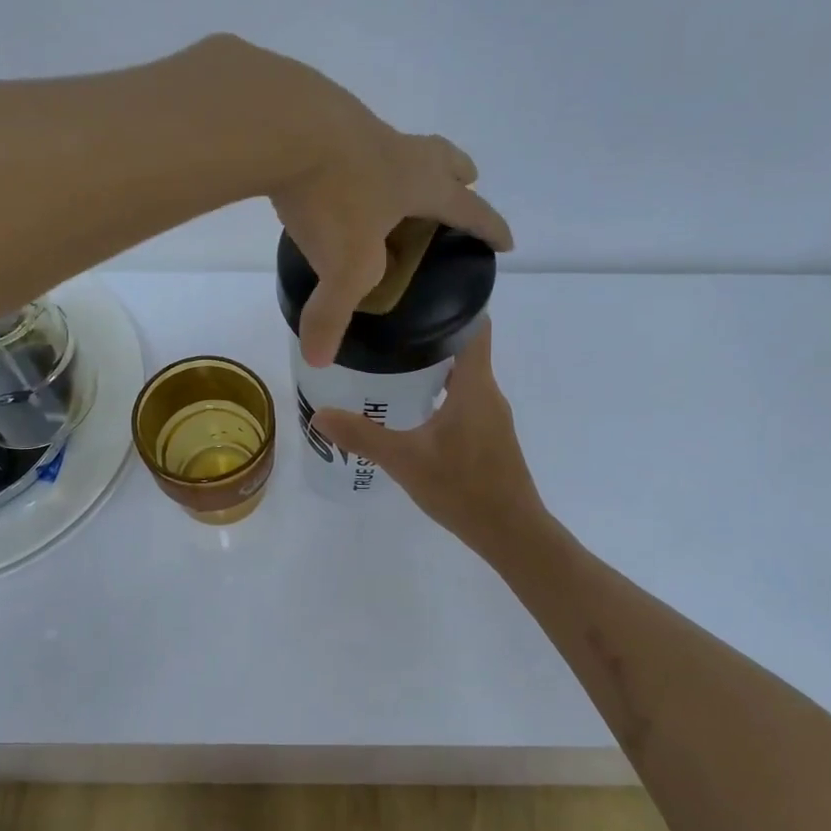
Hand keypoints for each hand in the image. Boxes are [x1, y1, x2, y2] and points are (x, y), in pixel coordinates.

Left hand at [192, 36, 512, 365]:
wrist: (281, 121)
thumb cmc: (331, 196)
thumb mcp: (341, 266)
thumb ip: (331, 315)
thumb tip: (318, 359)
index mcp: (418, 184)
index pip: (468, 209)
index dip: (489, 227)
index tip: (506, 241)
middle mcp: (397, 149)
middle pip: (442, 157)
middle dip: (458, 174)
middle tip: (465, 183)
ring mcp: (358, 126)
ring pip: (395, 142)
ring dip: (403, 161)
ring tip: (388, 182)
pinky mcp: (319, 115)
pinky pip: (348, 137)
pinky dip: (352, 155)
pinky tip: (329, 167)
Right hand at [312, 320, 544, 550]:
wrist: (511, 533)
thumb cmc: (462, 487)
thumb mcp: (405, 459)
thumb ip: (362, 436)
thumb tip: (319, 413)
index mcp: (475, 386)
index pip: (475, 325)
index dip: (452, 305)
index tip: (417, 297)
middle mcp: (489, 394)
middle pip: (464, 350)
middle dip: (429, 339)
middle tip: (388, 334)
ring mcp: (492, 419)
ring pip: (463, 380)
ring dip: (434, 371)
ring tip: (392, 369)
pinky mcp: (490, 440)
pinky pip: (465, 404)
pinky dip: (442, 398)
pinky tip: (413, 413)